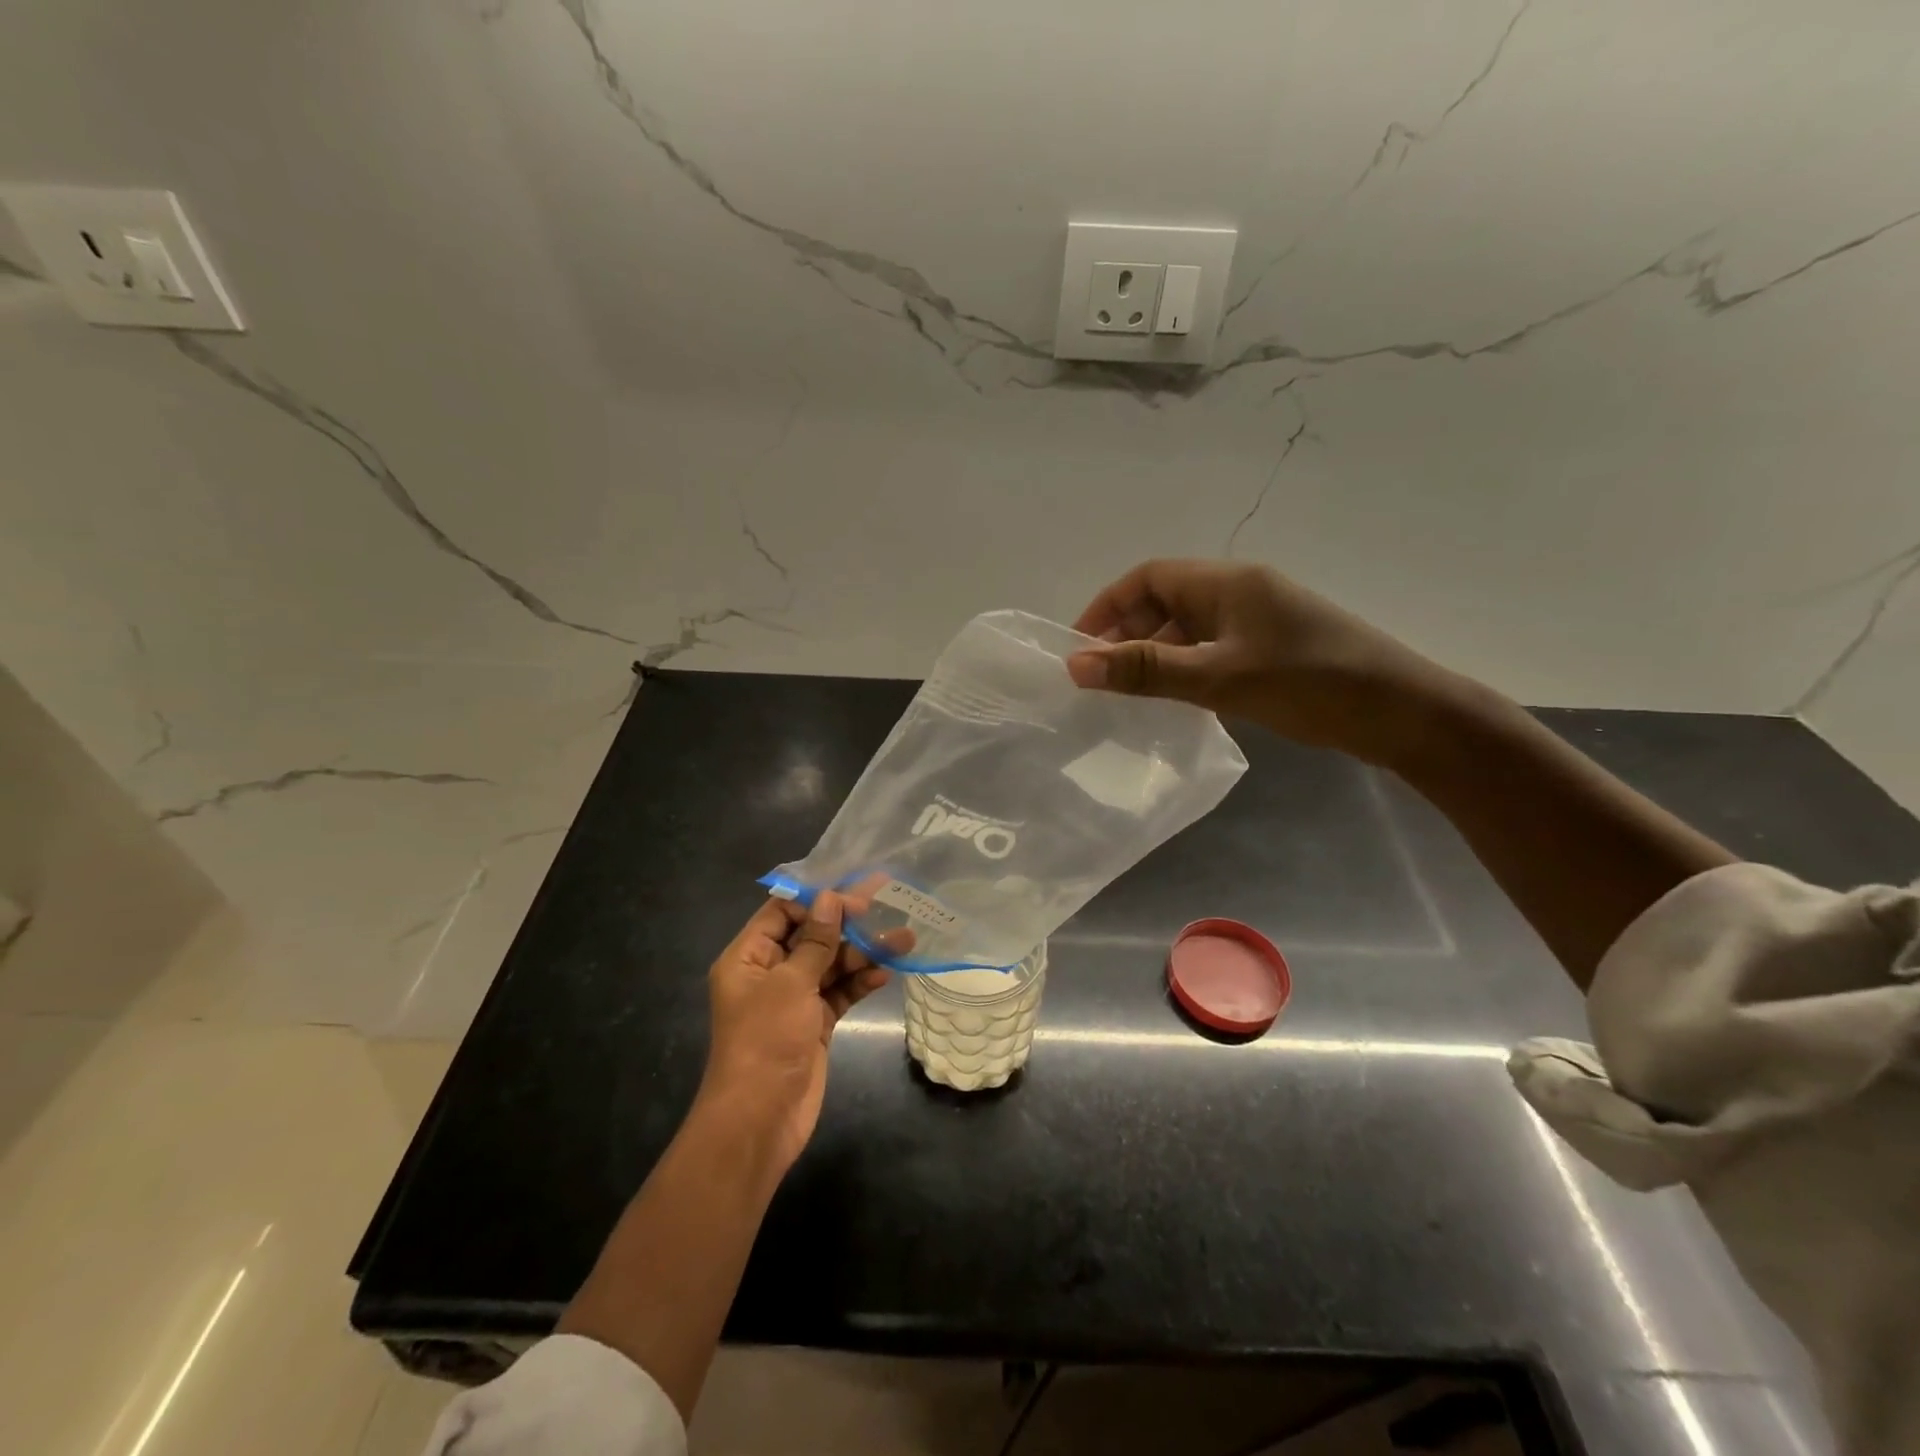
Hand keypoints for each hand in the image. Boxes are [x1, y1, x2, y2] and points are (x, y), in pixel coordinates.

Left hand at [699, 890, 907, 1172]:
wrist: (759, 1121)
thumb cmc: (765, 1041)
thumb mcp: (790, 984)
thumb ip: (815, 941)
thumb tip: (831, 898)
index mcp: (748, 957)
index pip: (782, 912)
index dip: (817, 899)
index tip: (854, 892)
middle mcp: (769, 973)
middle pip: (811, 935)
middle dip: (847, 923)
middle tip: (886, 903)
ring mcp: (793, 999)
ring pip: (831, 964)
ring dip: (863, 953)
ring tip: (903, 940)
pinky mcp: (814, 1023)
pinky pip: (839, 992)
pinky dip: (860, 982)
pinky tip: (884, 974)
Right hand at [1067, 558, 1458, 766]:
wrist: (1401, 713)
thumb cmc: (1308, 684)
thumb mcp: (1219, 678)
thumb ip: (1146, 671)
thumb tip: (1076, 666)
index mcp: (1227, 582)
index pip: (1148, 577)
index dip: (1107, 606)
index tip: (1079, 647)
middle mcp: (1240, 592)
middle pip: (1165, 601)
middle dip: (1127, 634)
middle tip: (1101, 678)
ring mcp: (1258, 621)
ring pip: (1188, 629)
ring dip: (1155, 654)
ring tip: (1130, 693)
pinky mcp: (1271, 649)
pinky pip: (1211, 649)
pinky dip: (1184, 667)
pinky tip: (1177, 698)